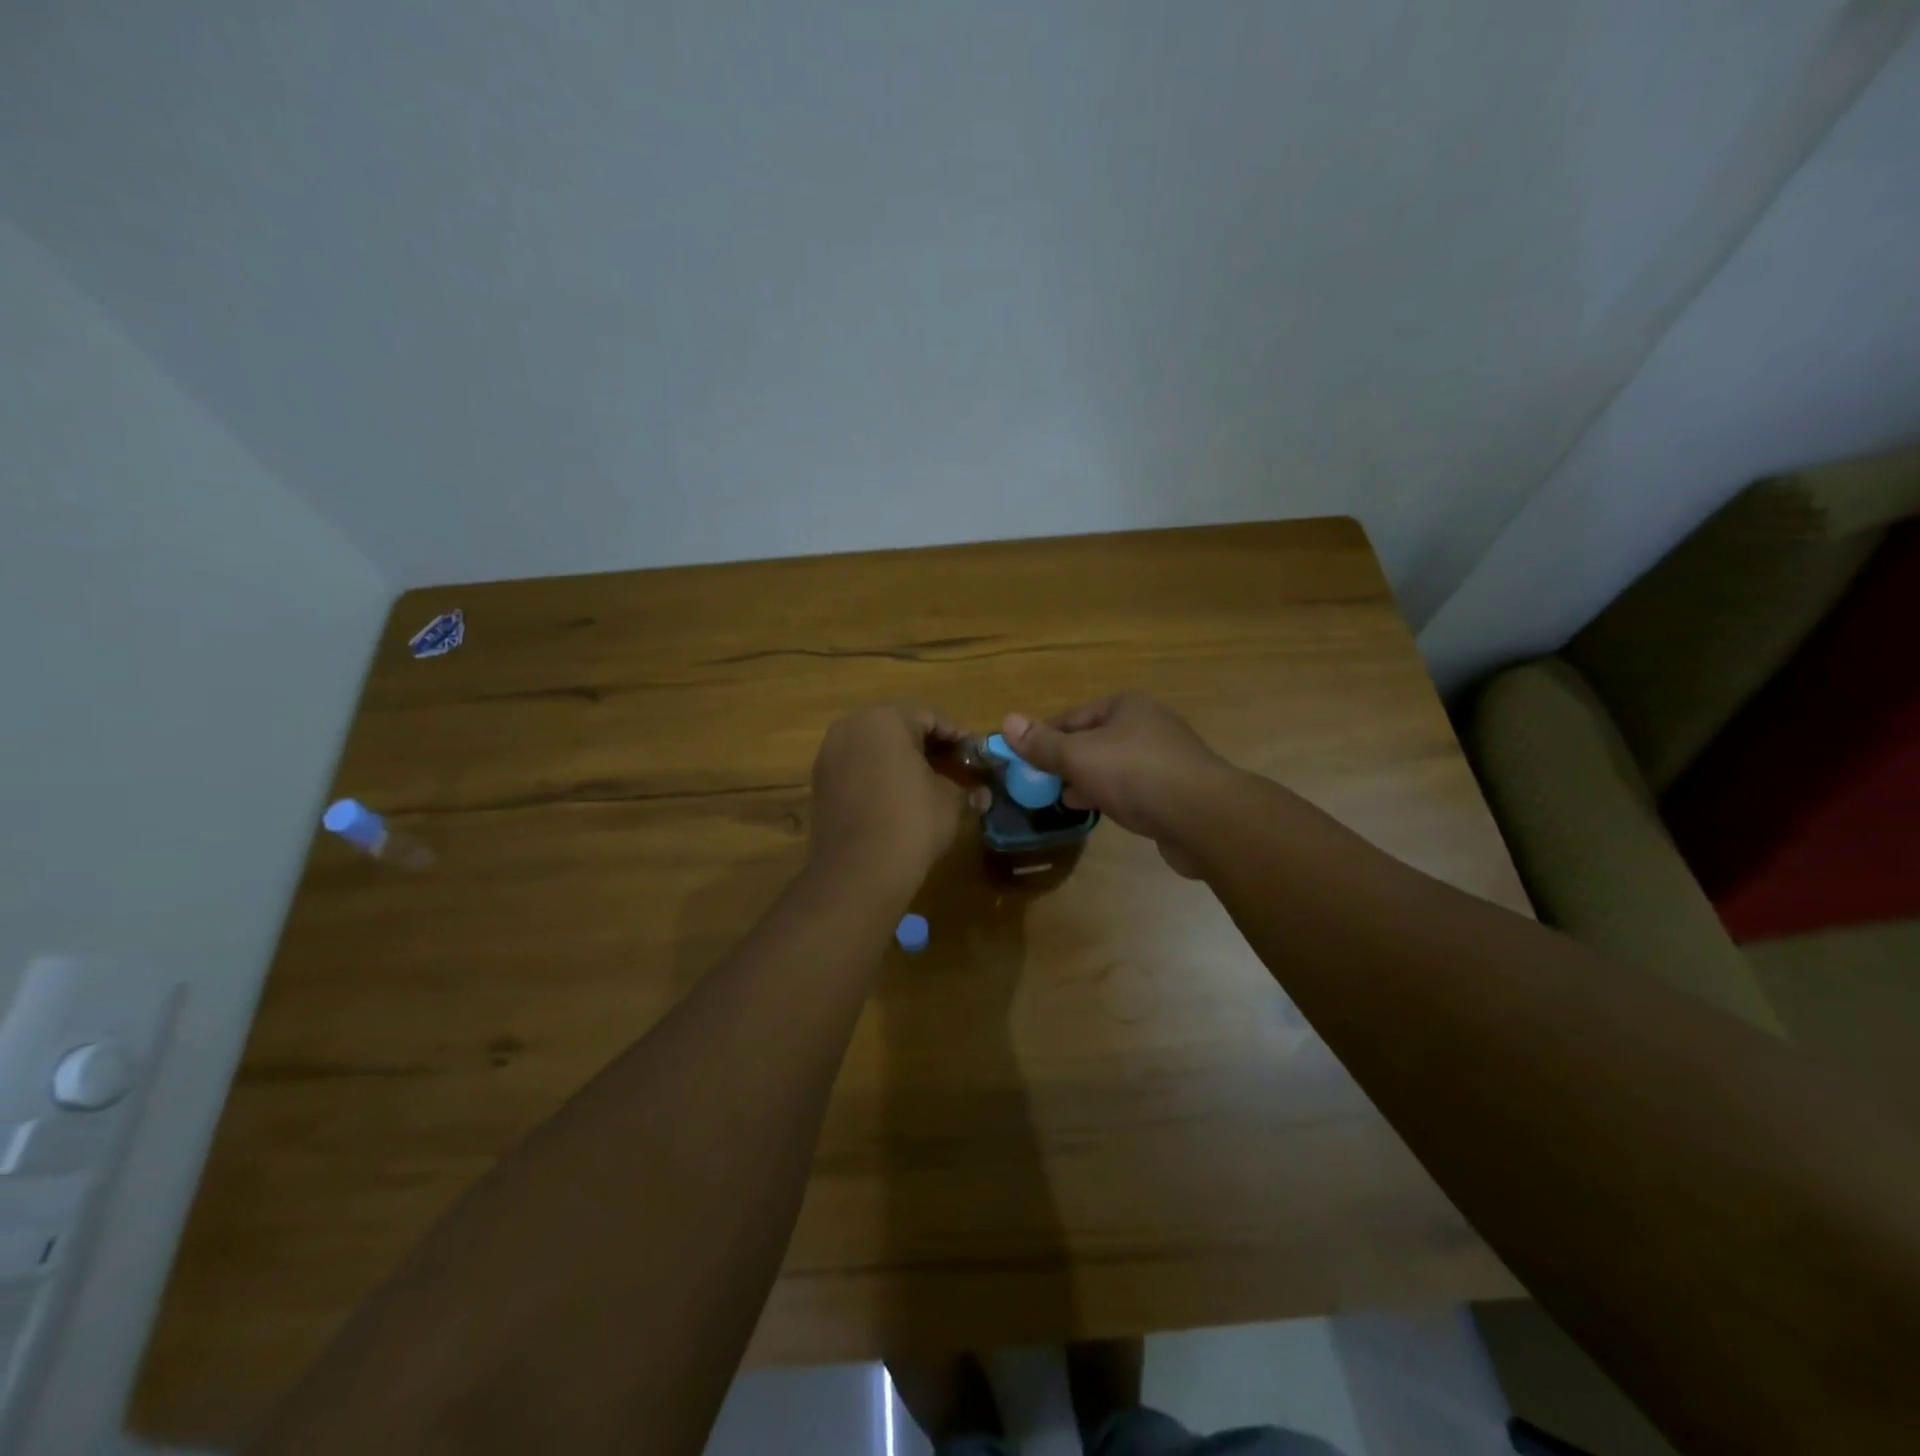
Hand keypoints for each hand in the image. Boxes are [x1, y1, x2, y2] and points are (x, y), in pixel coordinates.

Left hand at [808, 706, 966, 889]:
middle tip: (956, 766)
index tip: (978, 755)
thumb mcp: (949, 801)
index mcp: (885, 720)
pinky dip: (879, 773)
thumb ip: (962, 784)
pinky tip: (899, 795)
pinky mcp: (820, 781)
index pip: (931, 717)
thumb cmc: (911, 825)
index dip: (959, 736)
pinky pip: (857, 766)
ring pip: (875, 745)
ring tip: (930, 781)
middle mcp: (852, 727)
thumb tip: (977, 791)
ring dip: (902, 758)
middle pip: (899, 726)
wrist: (858, 873)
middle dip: (929, 744)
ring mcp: (830, 753)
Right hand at [1001, 693, 1232, 877]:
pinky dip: (1112, 796)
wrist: (1203, 817)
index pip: (1071, 717)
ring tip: (1063, 801)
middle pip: (1092, 740)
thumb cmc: (1135, 774)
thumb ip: (1042, 743)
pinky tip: (1098, 812)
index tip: (1022, 762)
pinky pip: (1132, 788)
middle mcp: (1147, 724)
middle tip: (1040, 785)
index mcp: (1125, 705)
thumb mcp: (1078, 755)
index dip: (1043, 738)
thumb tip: (1007, 721)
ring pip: (1112, 766)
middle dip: (1065, 762)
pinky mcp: (1175, 790)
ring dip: (1087, 781)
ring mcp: (1164, 757)